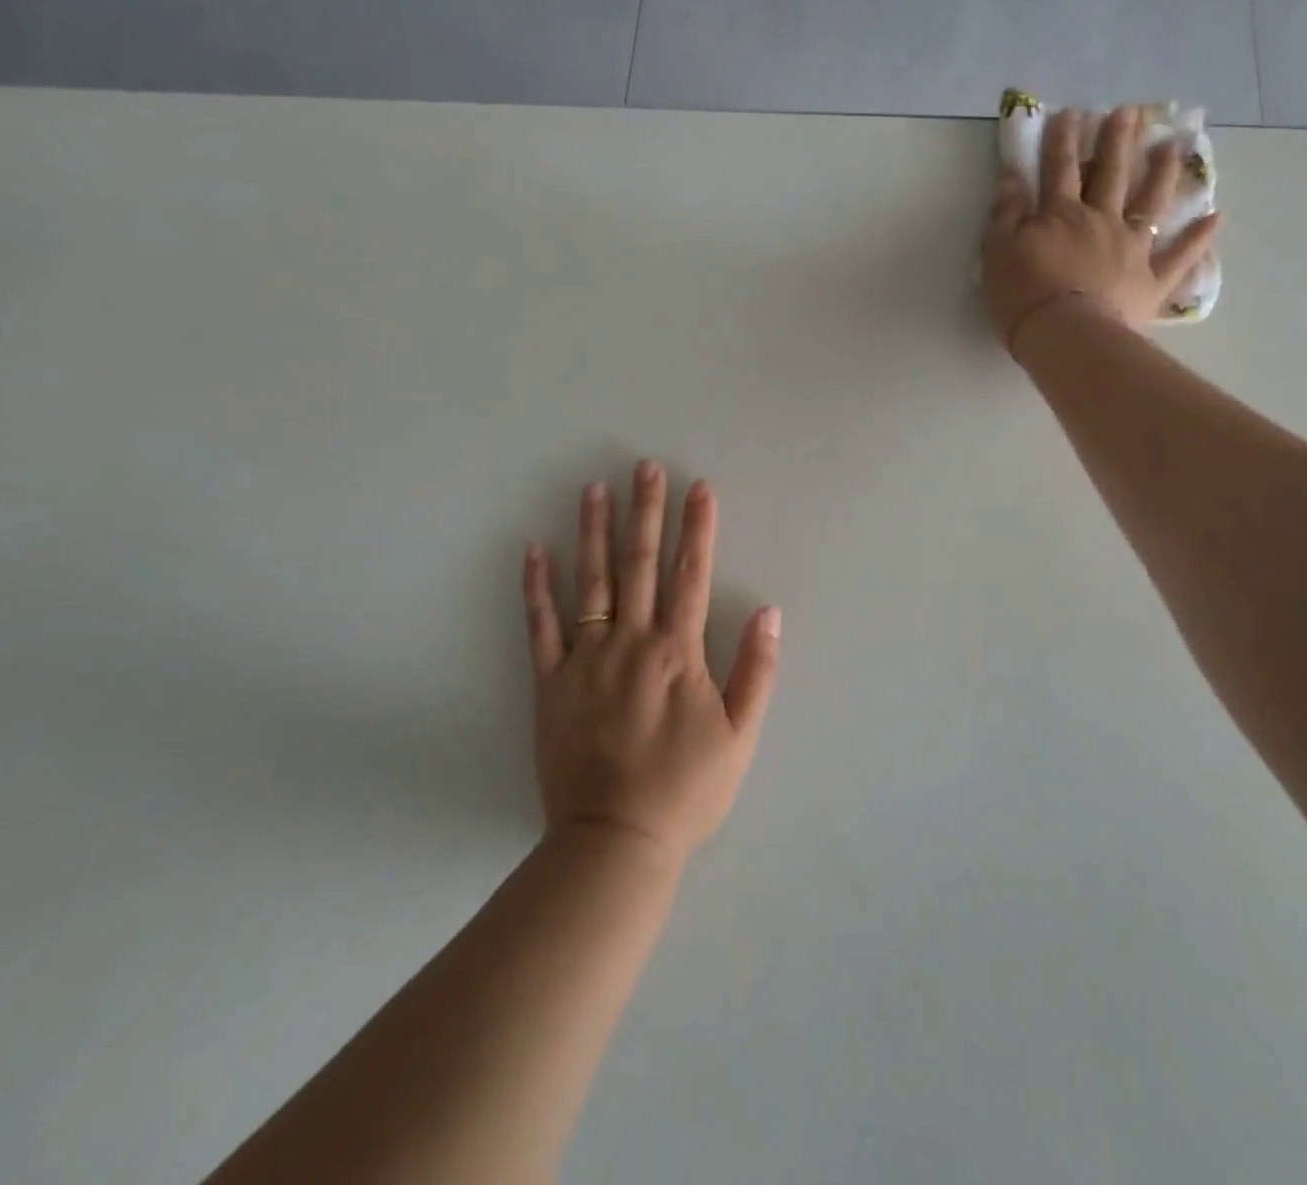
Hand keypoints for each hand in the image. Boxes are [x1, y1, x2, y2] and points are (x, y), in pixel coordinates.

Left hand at [522, 462, 780, 865]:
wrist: (615, 840)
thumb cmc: (686, 790)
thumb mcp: (740, 736)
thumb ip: (756, 670)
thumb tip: (771, 611)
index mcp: (678, 652)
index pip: (691, 575)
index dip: (697, 528)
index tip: (699, 487)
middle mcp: (632, 642)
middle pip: (640, 564)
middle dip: (646, 511)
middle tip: (645, 466)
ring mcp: (586, 660)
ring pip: (591, 583)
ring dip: (595, 532)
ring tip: (595, 489)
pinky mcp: (550, 683)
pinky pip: (541, 626)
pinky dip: (537, 587)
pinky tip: (536, 550)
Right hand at [982, 105, 1220, 356]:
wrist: (1066, 336)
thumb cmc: (1024, 296)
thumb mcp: (998, 251)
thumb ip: (1007, 212)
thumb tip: (1013, 176)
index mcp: (1061, 214)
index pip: (1060, 168)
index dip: (1063, 139)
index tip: (1069, 113)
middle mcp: (1102, 221)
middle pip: (1111, 174)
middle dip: (1118, 140)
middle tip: (1129, 112)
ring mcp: (1132, 248)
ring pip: (1152, 203)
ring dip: (1163, 173)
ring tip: (1173, 147)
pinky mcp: (1151, 280)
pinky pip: (1180, 257)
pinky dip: (1199, 238)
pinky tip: (1216, 218)